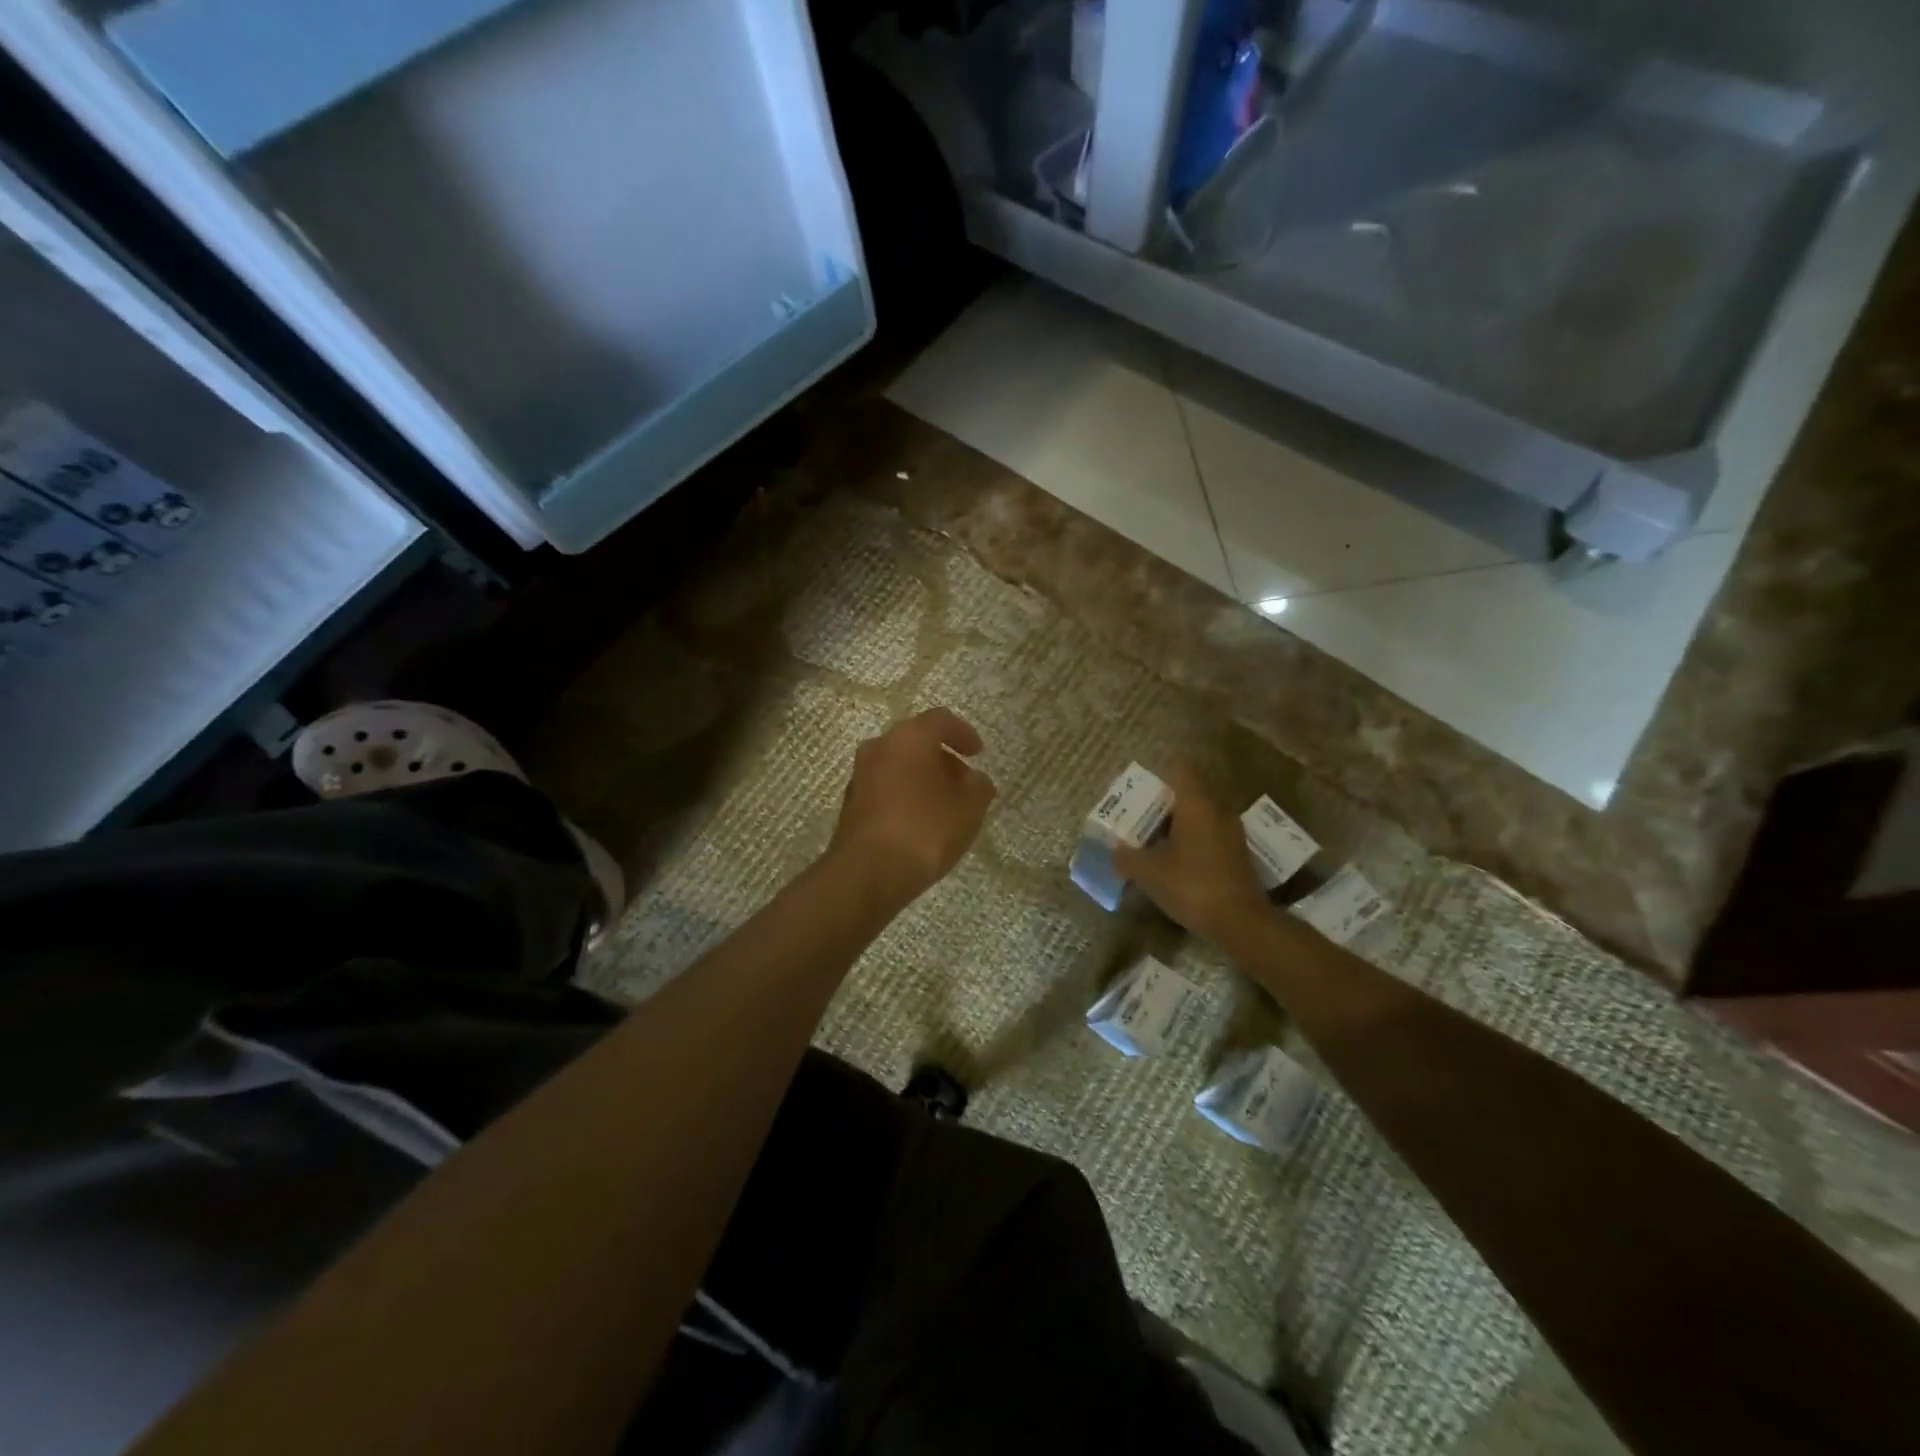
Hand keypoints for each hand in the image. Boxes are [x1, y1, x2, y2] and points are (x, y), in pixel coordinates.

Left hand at [827, 707, 996, 908]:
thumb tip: (975, 780)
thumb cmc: (924, 829)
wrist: (867, 872)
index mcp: (909, 737)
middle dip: (943, 759)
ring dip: (923, 778)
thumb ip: (978, 787)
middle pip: (916, 742)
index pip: (940, 720)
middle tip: (964, 782)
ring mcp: (860, 775)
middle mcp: (879, 746)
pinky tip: (921, 823)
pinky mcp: (851, 804)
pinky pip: (885, 788)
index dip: (963, 733)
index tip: (979, 754)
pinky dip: (905, 795)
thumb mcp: (969, 808)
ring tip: (946, 807)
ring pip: (898, 765)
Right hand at [1114, 761, 1270, 946]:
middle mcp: (1217, 810)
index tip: (1140, 791)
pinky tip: (1174, 863)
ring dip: (1177, 825)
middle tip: (1138, 819)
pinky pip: (1209, 835)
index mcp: (1196, 804)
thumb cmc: (1192, 885)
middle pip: (1188, 793)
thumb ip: (1126, 857)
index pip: (1180, 769)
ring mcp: (1231, 832)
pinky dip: (1191, 842)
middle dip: (1163, 804)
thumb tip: (1114, 852)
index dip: (1159, 775)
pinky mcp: (1237, 854)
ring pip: (1199, 816)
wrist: (1241, 923)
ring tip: (1152, 842)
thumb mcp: (1148, 872)